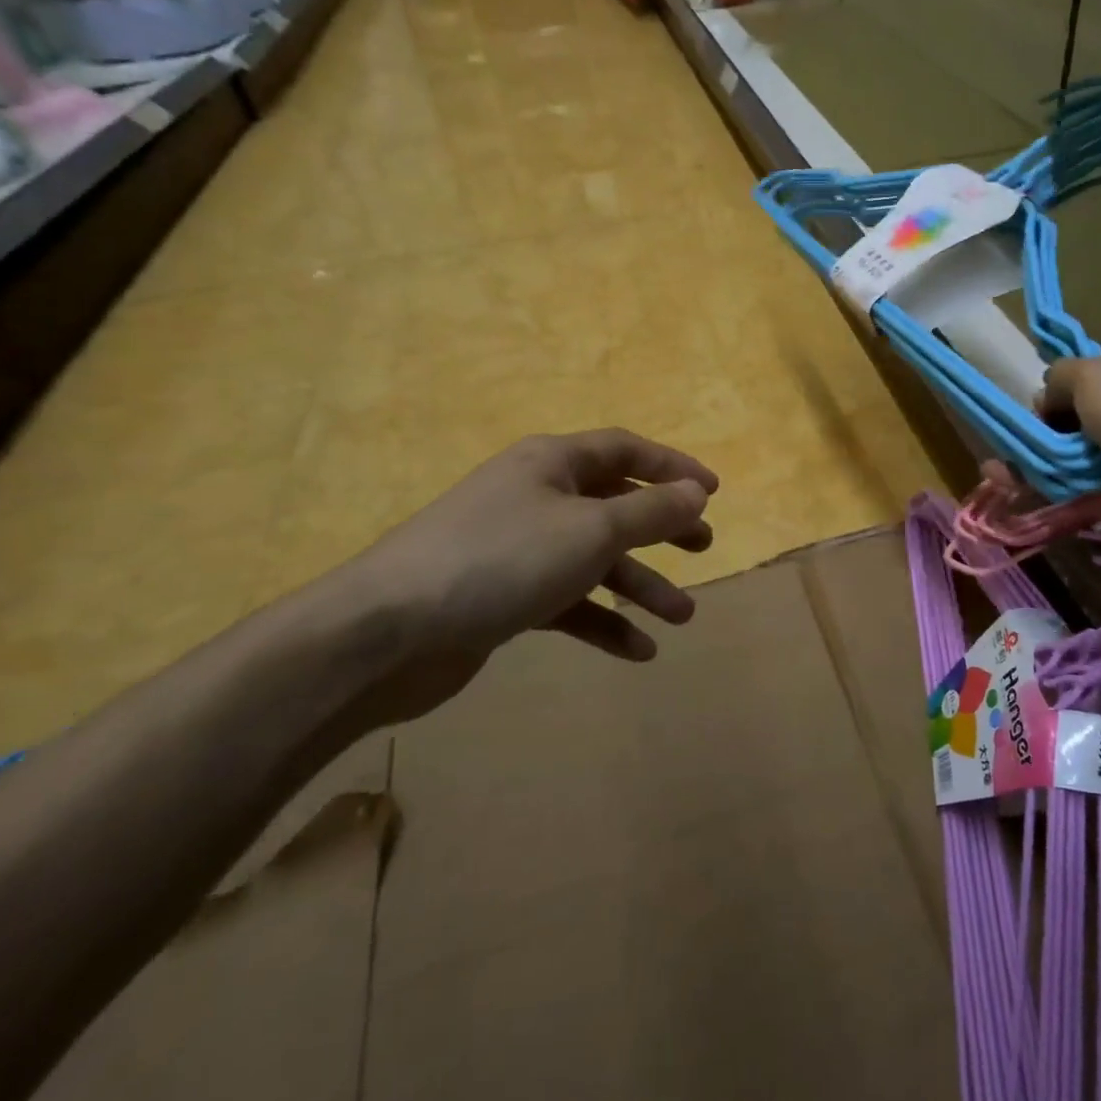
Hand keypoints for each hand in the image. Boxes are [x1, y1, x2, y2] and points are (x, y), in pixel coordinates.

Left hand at [323, 429, 718, 725]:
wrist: (387, 632)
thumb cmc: (503, 559)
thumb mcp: (592, 529)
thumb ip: (650, 511)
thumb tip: (696, 493)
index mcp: (552, 463)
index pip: (624, 449)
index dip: (672, 466)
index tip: (713, 492)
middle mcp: (536, 497)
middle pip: (614, 504)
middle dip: (661, 527)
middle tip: (703, 548)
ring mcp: (517, 549)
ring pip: (593, 560)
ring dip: (639, 584)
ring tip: (683, 616)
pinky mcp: (503, 598)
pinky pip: (567, 602)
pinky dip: (602, 621)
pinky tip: (637, 650)